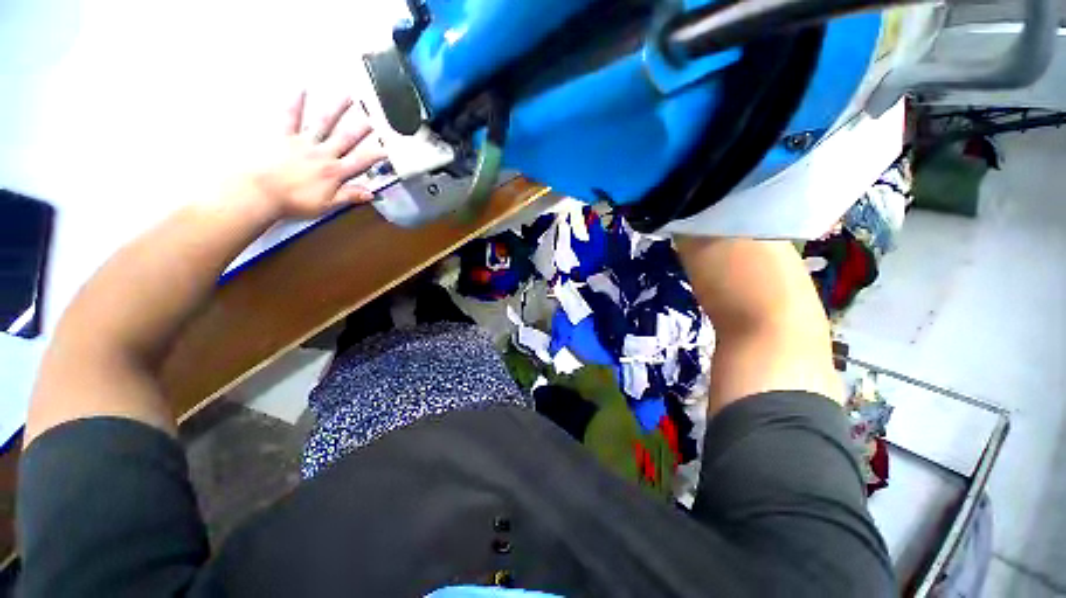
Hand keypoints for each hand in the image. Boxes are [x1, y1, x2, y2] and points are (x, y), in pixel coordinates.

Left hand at [252, 91, 385, 218]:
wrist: (262, 193)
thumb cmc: (295, 202)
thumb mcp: (327, 204)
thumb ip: (349, 196)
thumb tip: (371, 193)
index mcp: (334, 172)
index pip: (360, 162)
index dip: (374, 155)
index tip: (386, 148)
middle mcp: (323, 154)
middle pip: (345, 139)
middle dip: (359, 128)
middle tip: (371, 116)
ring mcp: (303, 143)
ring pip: (323, 124)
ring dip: (336, 109)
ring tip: (346, 96)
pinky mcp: (284, 137)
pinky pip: (290, 117)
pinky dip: (295, 103)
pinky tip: (301, 89)